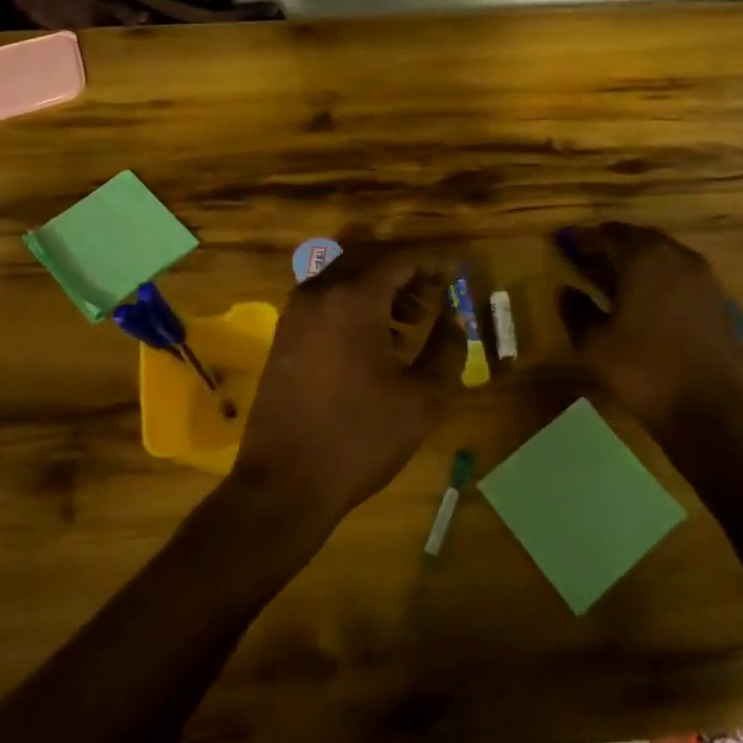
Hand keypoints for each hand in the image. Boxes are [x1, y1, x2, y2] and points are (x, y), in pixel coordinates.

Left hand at [228, 248, 465, 536]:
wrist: (285, 483)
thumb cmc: (360, 437)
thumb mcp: (422, 398)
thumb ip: (447, 348)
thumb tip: (455, 318)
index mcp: (353, 299)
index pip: (400, 259)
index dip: (433, 262)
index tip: (457, 274)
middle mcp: (318, 293)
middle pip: (370, 262)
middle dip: (406, 274)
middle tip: (435, 297)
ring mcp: (295, 314)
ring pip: (345, 280)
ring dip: (380, 291)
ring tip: (411, 323)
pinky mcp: (284, 336)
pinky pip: (325, 302)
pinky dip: (354, 307)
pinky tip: (376, 342)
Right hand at [554, 222, 742, 444]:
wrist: (712, 411)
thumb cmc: (643, 371)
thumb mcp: (594, 343)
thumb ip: (576, 310)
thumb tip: (567, 290)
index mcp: (644, 259)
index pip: (608, 235)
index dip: (584, 238)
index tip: (565, 243)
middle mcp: (677, 257)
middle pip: (639, 238)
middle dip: (613, 244)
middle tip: (589, 258)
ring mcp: (704, 278)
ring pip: (664, 254)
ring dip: (639, 260)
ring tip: (615, 278)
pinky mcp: (719, 300)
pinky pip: (682, 275)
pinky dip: (661, 277)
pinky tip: (647, 300)